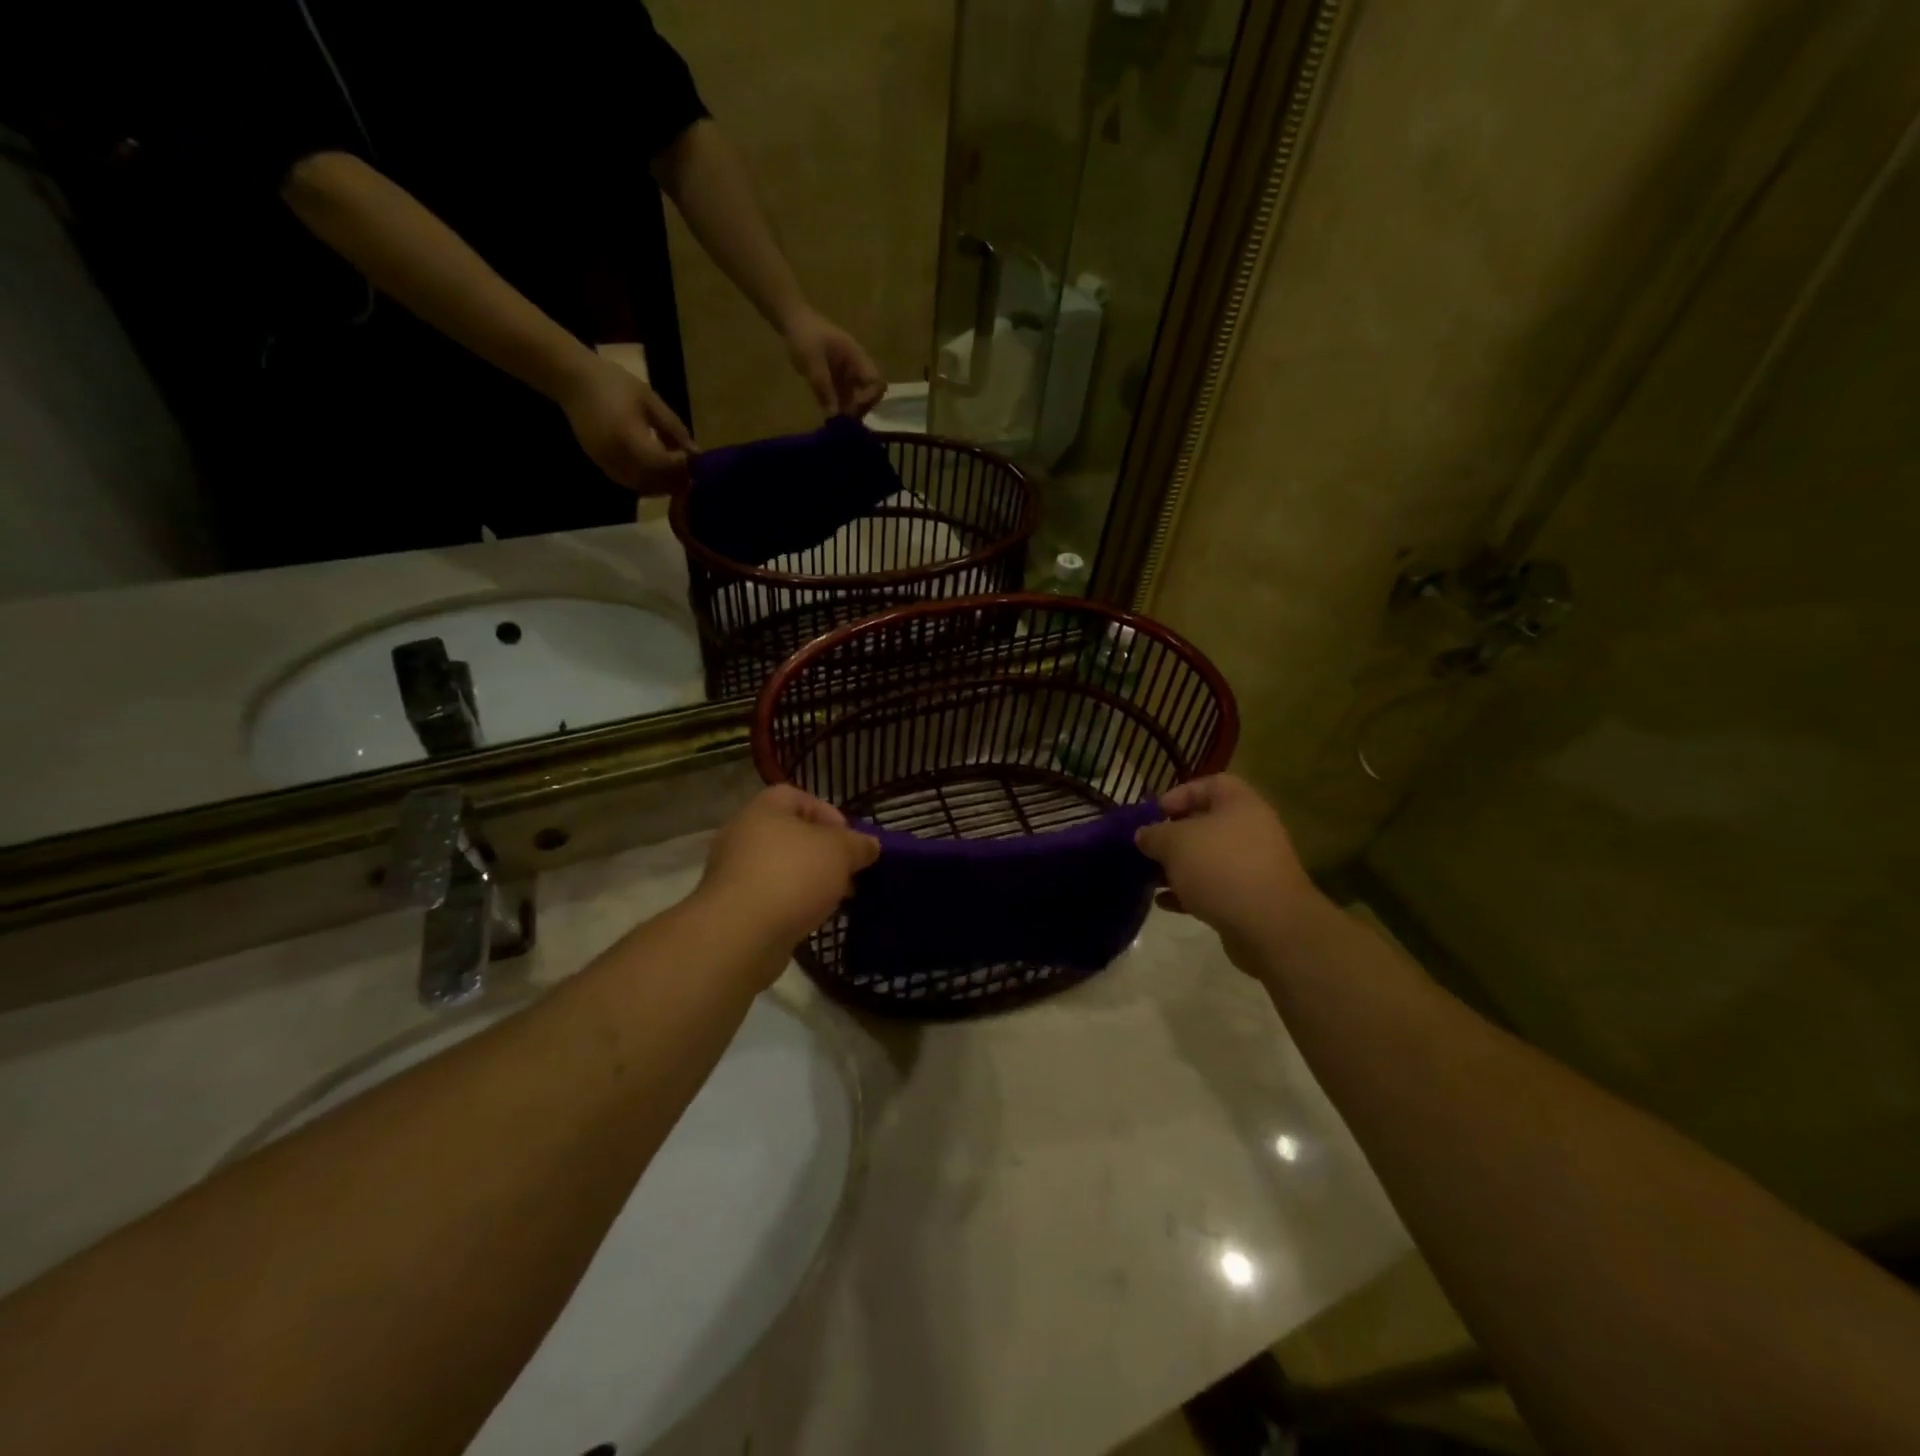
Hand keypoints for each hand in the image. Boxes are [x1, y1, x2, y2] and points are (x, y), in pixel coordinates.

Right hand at [557, 354, 695, 494]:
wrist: (572, 380)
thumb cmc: (613, 383)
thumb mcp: (650, 400)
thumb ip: (673, 428)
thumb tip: (695, 452)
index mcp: (628, 437)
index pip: (662, 464)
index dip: (681, 466)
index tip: (694, 459)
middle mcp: (616, 457)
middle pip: (653, 481)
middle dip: (674, 479)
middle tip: (691, 472)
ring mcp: (606, 464)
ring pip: (642, 486)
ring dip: (662, 485)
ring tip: (677, 474)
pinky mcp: (601, 465)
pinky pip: (630, 483)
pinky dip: (647, 483)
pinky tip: (658, 473)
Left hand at [696, 786, 880, 956]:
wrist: (741, 934)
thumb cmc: (792, 876)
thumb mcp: (840, 852)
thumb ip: (859, 844)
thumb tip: (870, 845)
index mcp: (763, 810)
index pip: (796, 796)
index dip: (827, 813)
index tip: (849, 839)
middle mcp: (742, 835)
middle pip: (789, 834)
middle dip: (822, 852)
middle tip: (846, 871)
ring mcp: (733, 873)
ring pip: (780, 867)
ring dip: (808, 879)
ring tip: (833, 899)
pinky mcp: (732, 907)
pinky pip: (769, 896)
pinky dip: (790, 903)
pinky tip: (809, 918)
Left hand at [783, 307, 885, 417]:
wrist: (792, 320)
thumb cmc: (804, 335)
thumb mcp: (812, 360)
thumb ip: (823, 387)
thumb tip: (834, 414)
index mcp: (856, 357)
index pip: (877, 381)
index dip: (870, 396)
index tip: (853, 406)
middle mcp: (856, 366)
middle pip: (871, 392)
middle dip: (861, 407)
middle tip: (845, 419)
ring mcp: (848, 372)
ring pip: (858, 396)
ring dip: (850, 409)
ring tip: (837, 421)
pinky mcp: (838, 377)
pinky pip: (845, 395)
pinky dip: (840, 406)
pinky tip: (831, 414)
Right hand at [1135, 775, 1320, 973]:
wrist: (1269, 925)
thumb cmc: (1220, 867)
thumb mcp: (1175, 843)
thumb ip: (1154, 834)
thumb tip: (1143, 835)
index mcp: (1240, 804)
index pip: (1210, 784)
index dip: (1180, 794)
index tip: (1154, 813)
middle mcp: (1251, 830)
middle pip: (1207, 824)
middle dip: (1174, 836)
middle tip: (1148, 847)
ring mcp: (1253, 866)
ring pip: (1208, 858)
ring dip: (1178, 867)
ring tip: (1150, 878)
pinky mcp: (1250, 898)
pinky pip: (1214, 887)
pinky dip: (1189, 892)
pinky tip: (1164, 903)